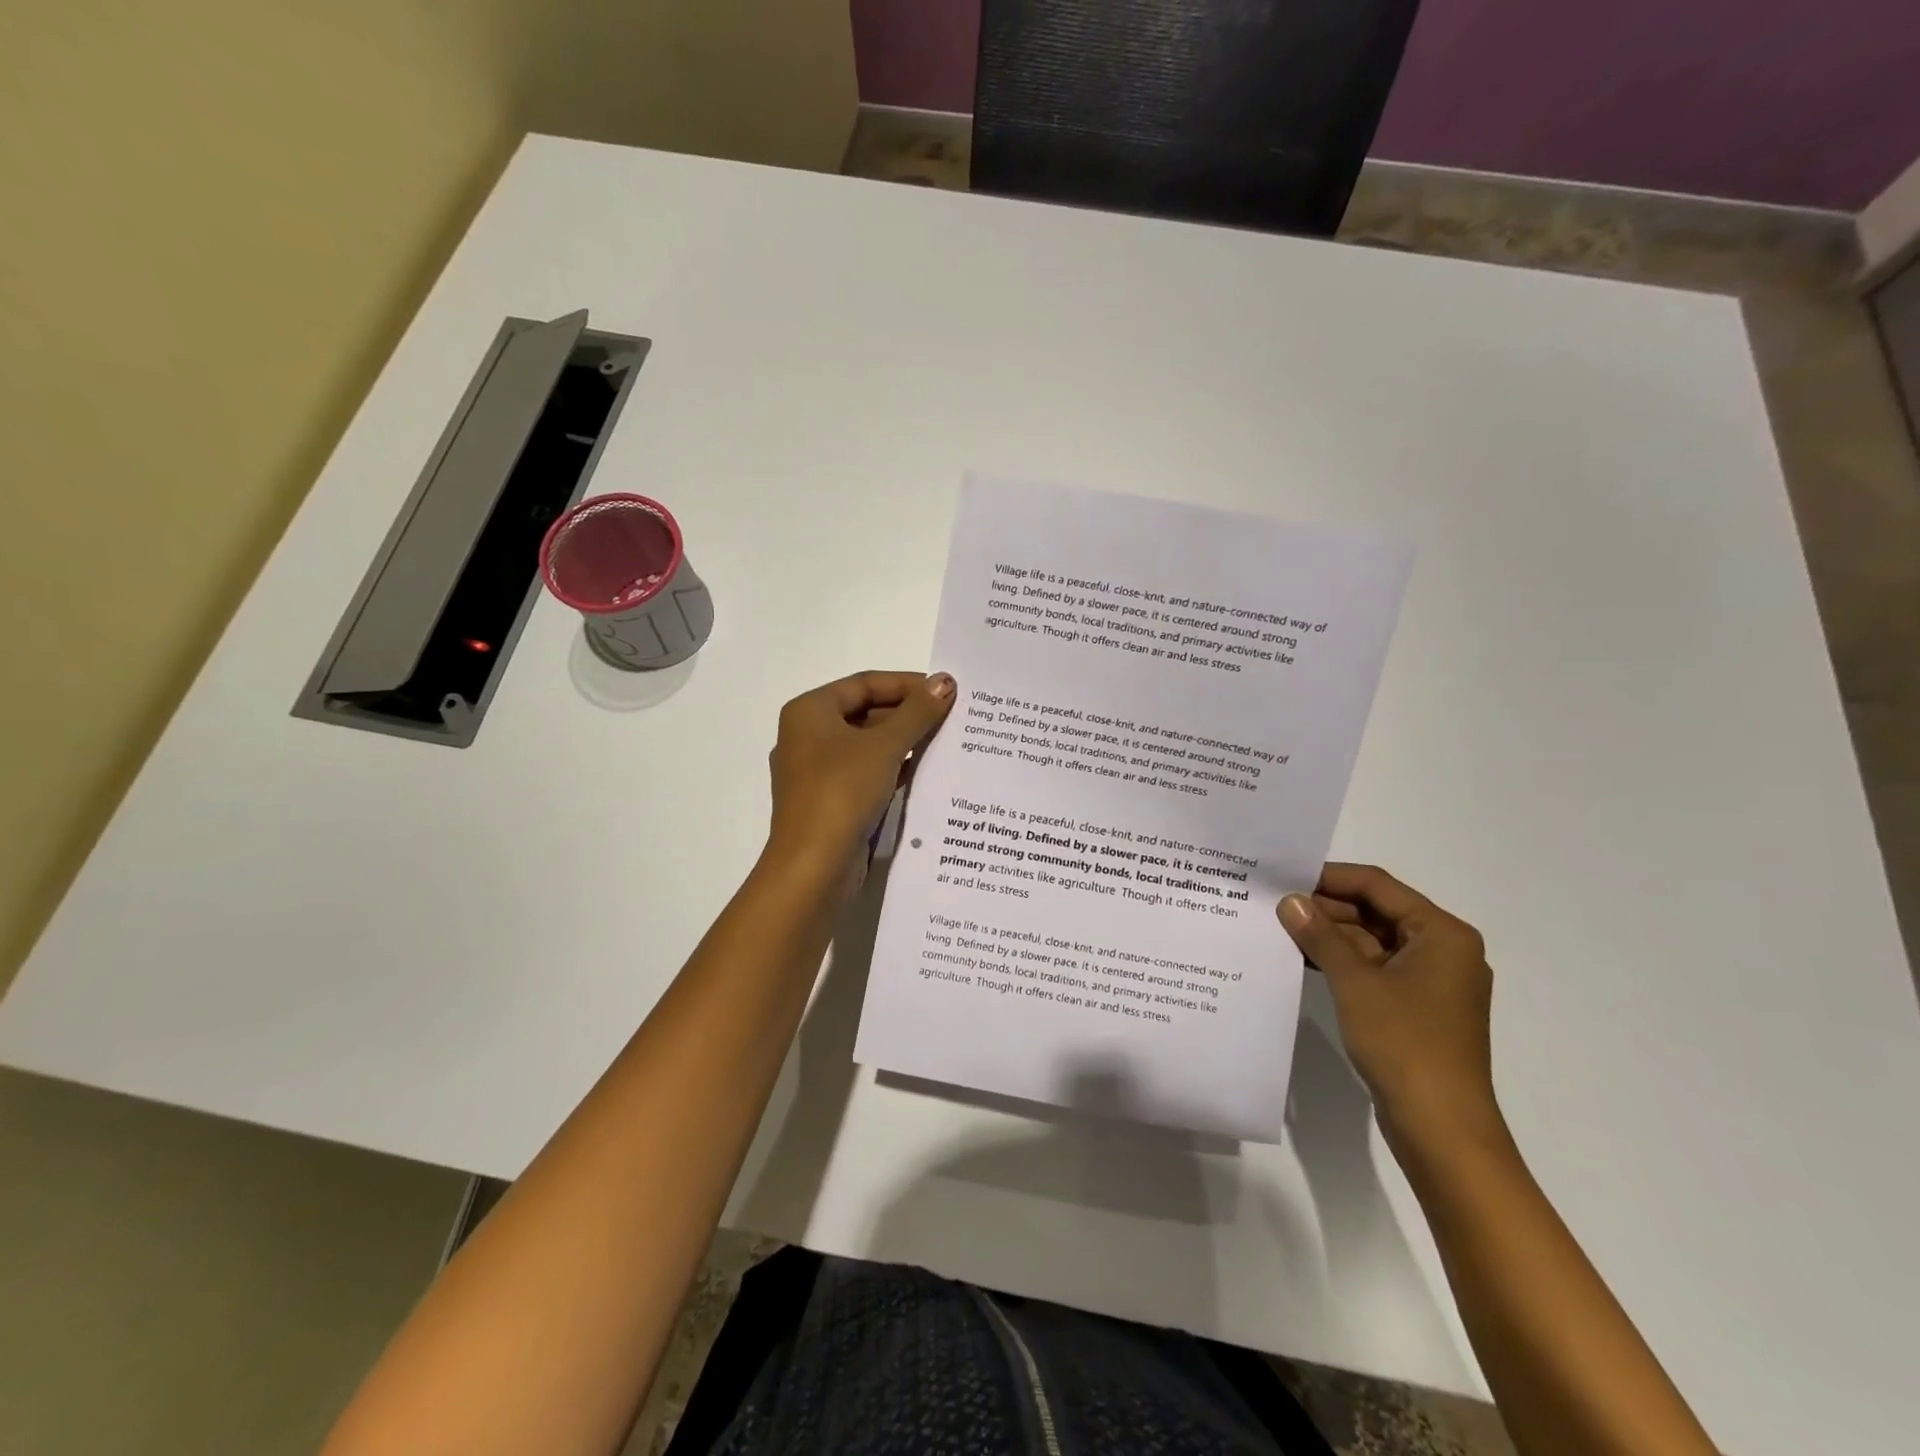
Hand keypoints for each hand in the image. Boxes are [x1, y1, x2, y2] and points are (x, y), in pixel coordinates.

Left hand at [765, 670, 956, 883]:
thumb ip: (917, 712)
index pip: (864, 683)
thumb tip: (945, 681)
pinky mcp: (830, 802)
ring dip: (904, 742)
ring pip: (867, 745)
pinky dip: (893, 768)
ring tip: (946, 740)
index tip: (945, 691)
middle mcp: (808, 736)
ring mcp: (817, 772)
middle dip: (908, 714)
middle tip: (952, 716)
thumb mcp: (884, 746)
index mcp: (809, 712)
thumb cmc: (842, 792)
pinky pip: (866, 773)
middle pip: (865, 712)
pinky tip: (926, 771)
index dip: (907, 684)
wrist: (813, 867)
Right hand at [1279, 864, 1500, 1154]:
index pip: (1378, 886)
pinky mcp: (1416, 1008)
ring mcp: (1430, 981)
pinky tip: (1302, 959)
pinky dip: (1342, 962)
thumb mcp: (1355, 982)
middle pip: (1376, 911)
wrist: (1441, 1127)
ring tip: (1280, 927)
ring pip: (1373, 941)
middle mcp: (1442, 950)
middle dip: (1327, 907)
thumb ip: (1321, 936)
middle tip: (1276, 903)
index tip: (1285, 875)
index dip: (1330, 877)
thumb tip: (1289, 901)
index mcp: (1442, 934)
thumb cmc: (1404, 1043)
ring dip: (1330, 935)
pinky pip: (1374, 969)